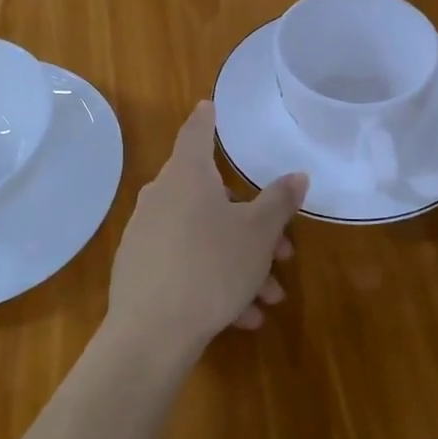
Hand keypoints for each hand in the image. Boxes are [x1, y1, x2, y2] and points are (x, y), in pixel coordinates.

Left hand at [107, 102, 306, 357]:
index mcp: (187, 175)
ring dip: (240, 263)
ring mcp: (146, 233)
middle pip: (212, 196)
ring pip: (204, 237)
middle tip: (283, 253)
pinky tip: (241, 318)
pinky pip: (185, 264)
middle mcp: (161, 196)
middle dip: (252, 225)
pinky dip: (214, 282)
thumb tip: (297, 175)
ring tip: (268, 299)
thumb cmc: (211, 267)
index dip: (207, 118)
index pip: (196, 132)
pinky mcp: (139, 268)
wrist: (151, 332)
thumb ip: (278, 201)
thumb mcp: (257, 234)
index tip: (209, 105)